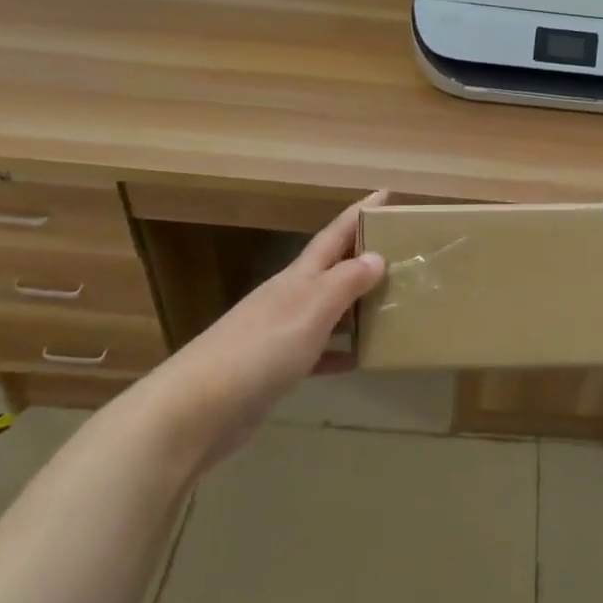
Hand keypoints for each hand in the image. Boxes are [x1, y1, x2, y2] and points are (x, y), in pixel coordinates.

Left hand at [128, 191, 387, 470]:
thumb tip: (377, 256)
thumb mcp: (312, 308)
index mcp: (298, 277)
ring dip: (356, 306)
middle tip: (402, 252)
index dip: (358, 214)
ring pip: (327, 310)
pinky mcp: (275, 369)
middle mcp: (289, 297)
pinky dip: (339, 351)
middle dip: (362, 257)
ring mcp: (279, 332)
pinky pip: (318, 352)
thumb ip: (346, 281)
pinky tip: (360, 359)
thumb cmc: (262, 347)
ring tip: (393, 304)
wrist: (199, 408)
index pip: (334, 235)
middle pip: (331, 269)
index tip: (385, 194)